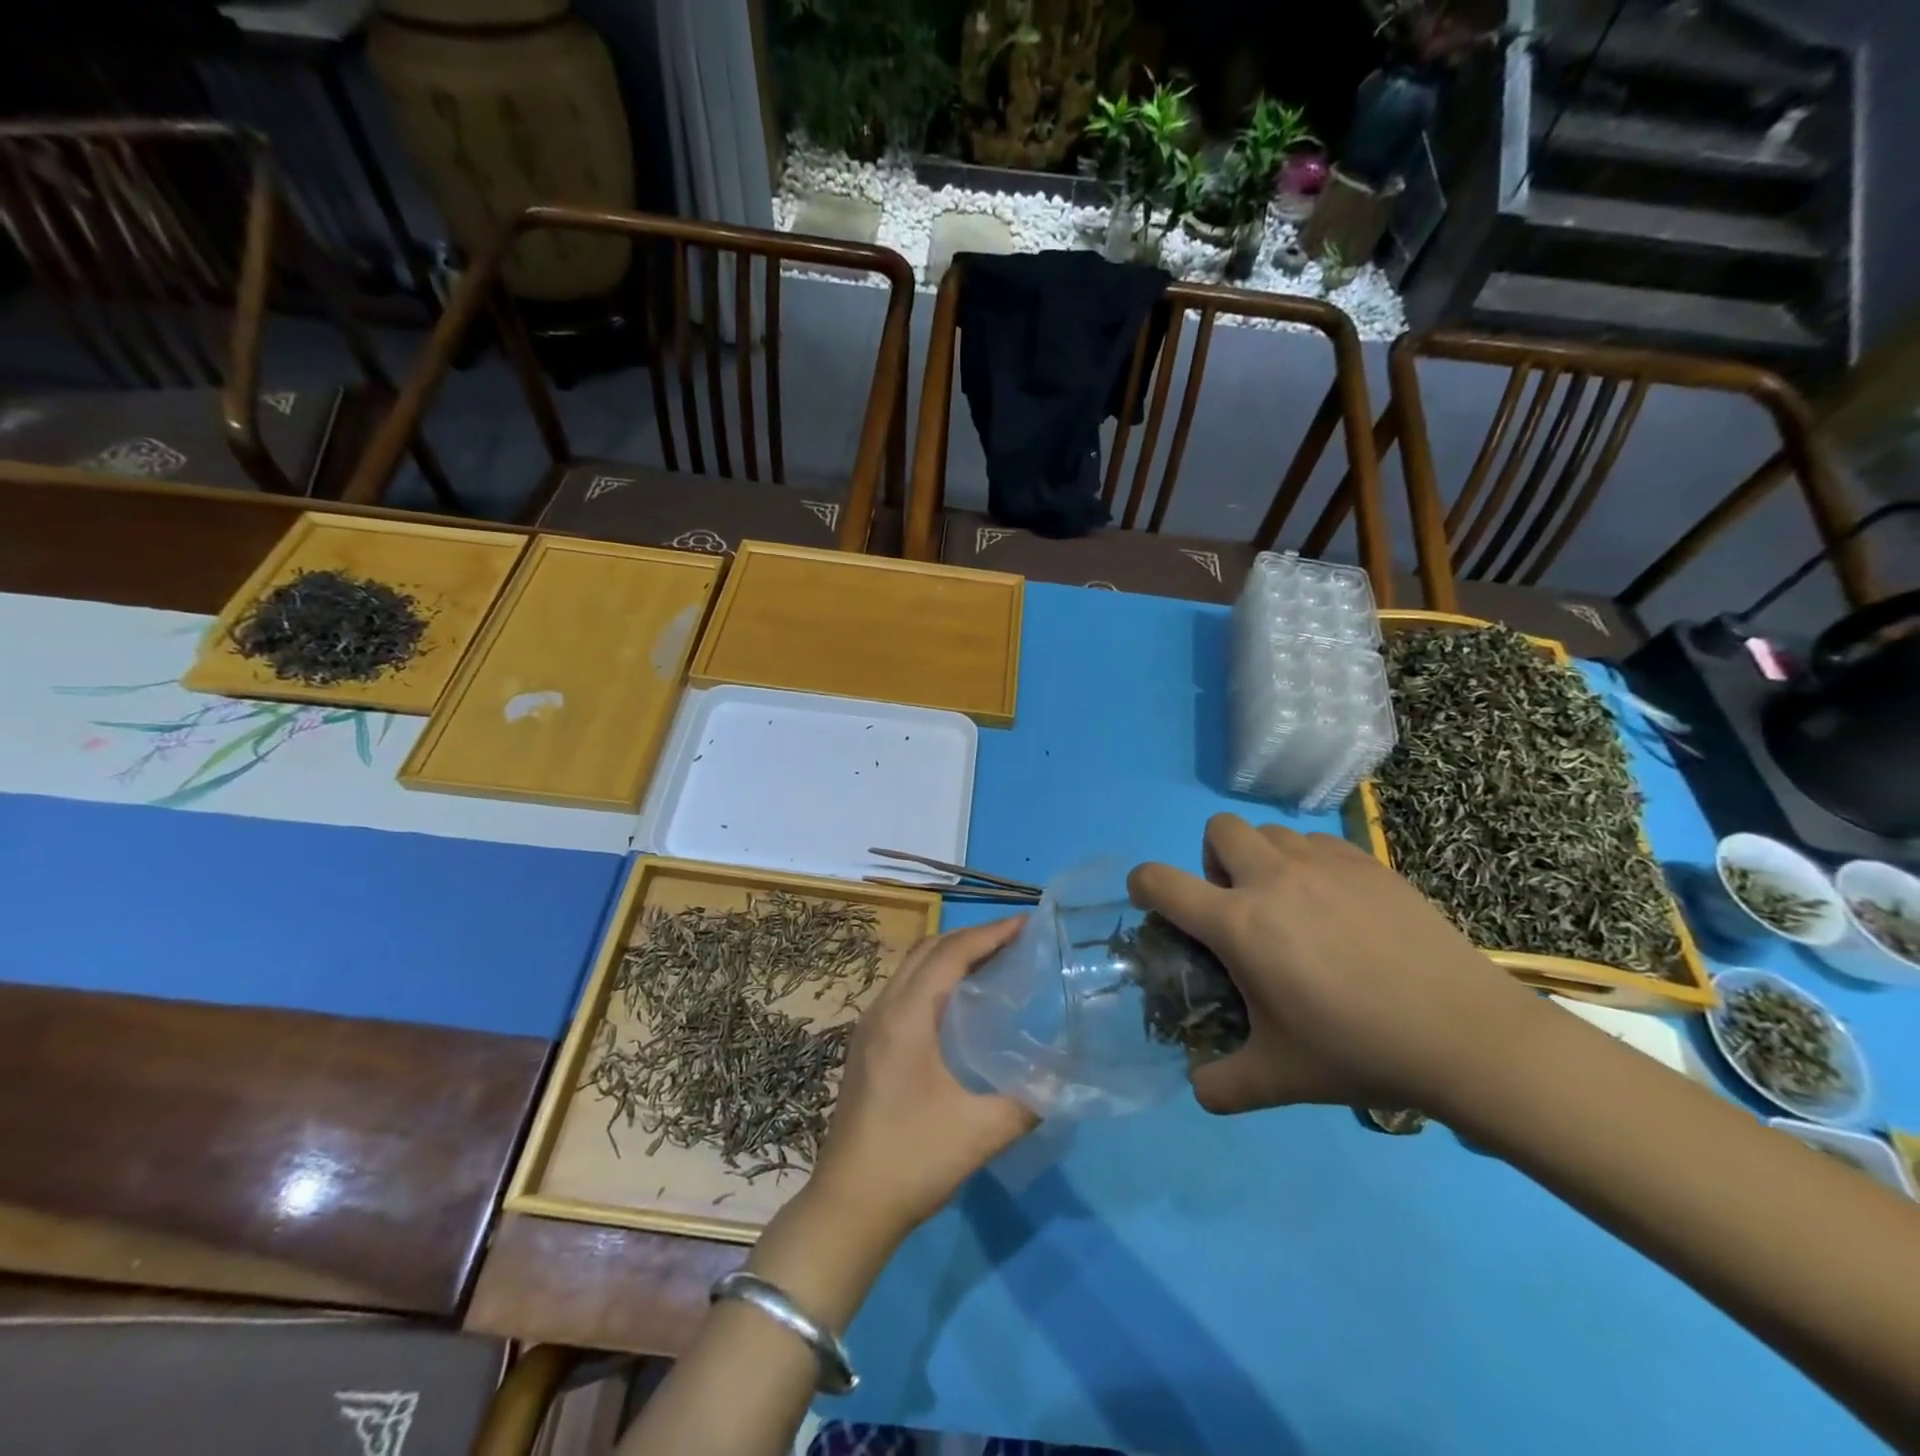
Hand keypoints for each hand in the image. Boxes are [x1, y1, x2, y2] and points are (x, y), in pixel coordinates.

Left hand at [810, 918, 1036, 1245]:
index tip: (1027, 923)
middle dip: (972, 937)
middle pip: (928, 950)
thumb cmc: (912, 1160)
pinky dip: (934, 978)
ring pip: (911, 968)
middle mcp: (883, 1009)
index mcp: (906, 1017)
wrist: (848, 1207)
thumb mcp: (980, 1132)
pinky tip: (959, 1004)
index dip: (990, 933)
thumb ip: (1028, 1101)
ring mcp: (869, 1026)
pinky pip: (904, 990)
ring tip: (993, 963)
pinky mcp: (866, 1045)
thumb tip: (1061, 1078)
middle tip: (1015, 940)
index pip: (950, 954)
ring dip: (950, 955)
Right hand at [1129, 814, 1536, 1113]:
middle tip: (1238, 906)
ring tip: (1291, 906)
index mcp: (1238, 923)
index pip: (1160, 882)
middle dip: (1212, 859)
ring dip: (1262, 859)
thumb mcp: (1278, 1079)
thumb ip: (1222, 1085)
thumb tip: (1197, 1089)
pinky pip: (1318, 842)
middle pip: (1218, 829)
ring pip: (1270, 832)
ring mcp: (1323, 864)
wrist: (1466, 1035)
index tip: (1153, 903)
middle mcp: (1272, 879)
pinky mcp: (1368, 863)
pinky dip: (1310, 863)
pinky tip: (1338, 908)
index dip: (1142, 885)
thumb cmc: (1358, 1051)